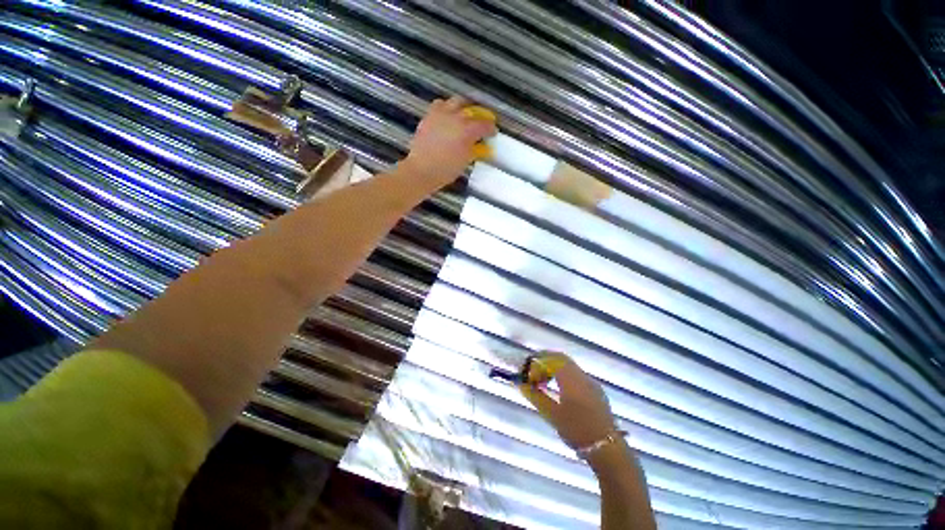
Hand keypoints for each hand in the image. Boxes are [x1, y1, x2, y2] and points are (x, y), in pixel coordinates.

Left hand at [401, 95, 496, 182]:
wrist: (422, 170)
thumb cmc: (445, 170)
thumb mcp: (464, 162)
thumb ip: (473, 150)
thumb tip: (477, 145)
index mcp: (467, 131)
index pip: (484, 125)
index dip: (491, 128)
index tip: (492, 132)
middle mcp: (456, 118)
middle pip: (472, 110)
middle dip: (478, 115)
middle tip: (480, 122)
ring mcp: (441, 115)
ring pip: (455, 101)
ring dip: (463, 106)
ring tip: (464, 114)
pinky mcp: (429, 117)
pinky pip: (439, 104)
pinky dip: (445, 107)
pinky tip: (446, 115)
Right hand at [519, 353, 616, 449]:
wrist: (606, 447)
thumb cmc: (576, 430)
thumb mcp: (552, 414)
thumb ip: (535, 396)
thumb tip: (522, 384)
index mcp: (570, 379)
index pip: (551, 359)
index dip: (537, 362)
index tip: (528, 373)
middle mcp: (581, 375)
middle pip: (560, 358)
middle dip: (545, 361)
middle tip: (533, 373)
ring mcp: (590, 381)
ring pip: (569, 365)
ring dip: (554, 368)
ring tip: (543, 381)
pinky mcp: (595, 389)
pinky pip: (576, 373)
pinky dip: (564, 374)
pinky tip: (559, 388)